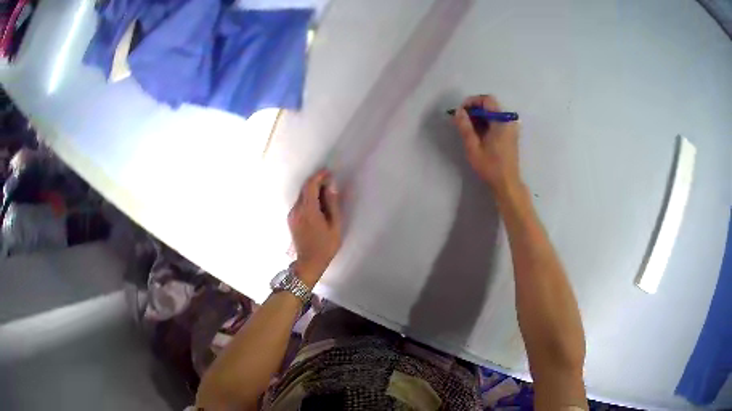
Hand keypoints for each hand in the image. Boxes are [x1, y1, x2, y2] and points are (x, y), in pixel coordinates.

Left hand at [288, 169, 341, 286]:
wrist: (308, 263)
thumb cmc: (325, 247)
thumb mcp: (335, 226)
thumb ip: (333, 204)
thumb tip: (331, 187)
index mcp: (308, 210)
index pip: (310, 185)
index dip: (319, 176)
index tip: (329, 173)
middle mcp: (297, 210)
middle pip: (305, 189)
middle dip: (317, 182)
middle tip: (330, 182)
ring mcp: (292, 215)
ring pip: (302, 196)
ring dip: (313, 191)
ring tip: (326, 195)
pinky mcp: (291, 219)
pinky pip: (300, 204)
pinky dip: (309, 199)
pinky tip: (318, 206)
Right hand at [454, 95, 521, 193]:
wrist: (507, 184)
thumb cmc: (490, 167)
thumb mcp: (473, 147)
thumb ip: (465, 127)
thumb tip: (458, 111)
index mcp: (501, 121)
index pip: (486, 100)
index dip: (472, 102)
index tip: (460, 112)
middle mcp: (508, 121)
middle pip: (490, 106)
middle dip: (474, 110)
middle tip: (461, 121)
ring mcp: (511, 128)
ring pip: (493, 114)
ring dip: (479, 117)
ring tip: (468, 129)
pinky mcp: (511, 135)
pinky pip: (497, 122)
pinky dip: (486, 123)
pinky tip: (478, 135)